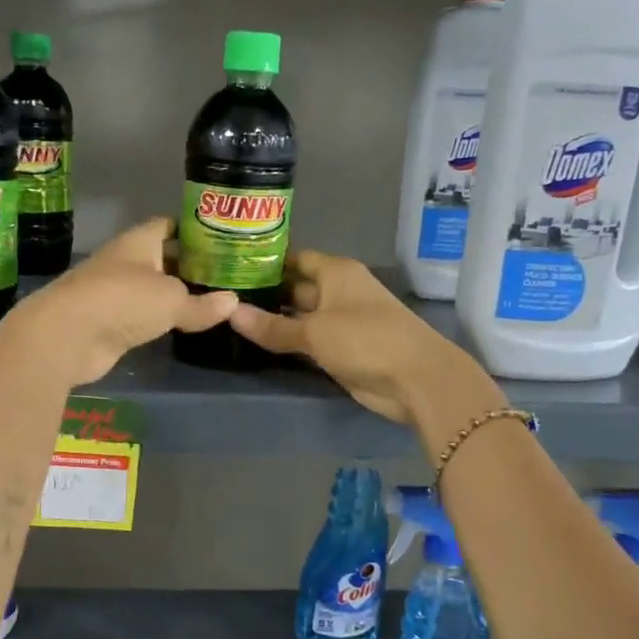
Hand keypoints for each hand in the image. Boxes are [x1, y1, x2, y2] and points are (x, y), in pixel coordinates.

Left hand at [12, 218, 237, 384]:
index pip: (169, 226)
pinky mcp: (109, 323)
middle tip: (226, 276)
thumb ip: (202, 303)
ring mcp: (115, 293)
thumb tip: (233, 302)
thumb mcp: (172, 300)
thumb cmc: (123, 300)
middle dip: (190, 266)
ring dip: (176, 295)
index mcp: (139, 241)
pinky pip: (143, 316)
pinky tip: (184, 326)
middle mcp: (126, 261)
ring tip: (213, 301)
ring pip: (153, 289)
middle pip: (163, 258)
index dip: (194, 231)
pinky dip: (161, 320)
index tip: (221, 241)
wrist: (68, 336)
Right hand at [227, 249, 493, 423]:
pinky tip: (259, 343)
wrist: (416, 380)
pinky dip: (288, 341)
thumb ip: (272, 326)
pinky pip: (308, 340)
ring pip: (300, 315)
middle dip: (265, 293)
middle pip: (296, 287)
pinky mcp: (342, 349)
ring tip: (231, 319)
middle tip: (223, 298)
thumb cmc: (365, 340)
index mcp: (335, 271)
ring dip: (274, 320)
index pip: (294, 258)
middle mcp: (338, 290)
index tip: (231, 267)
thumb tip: (230, 313)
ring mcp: (341, 321)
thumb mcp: (314, 331)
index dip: (266, 262)